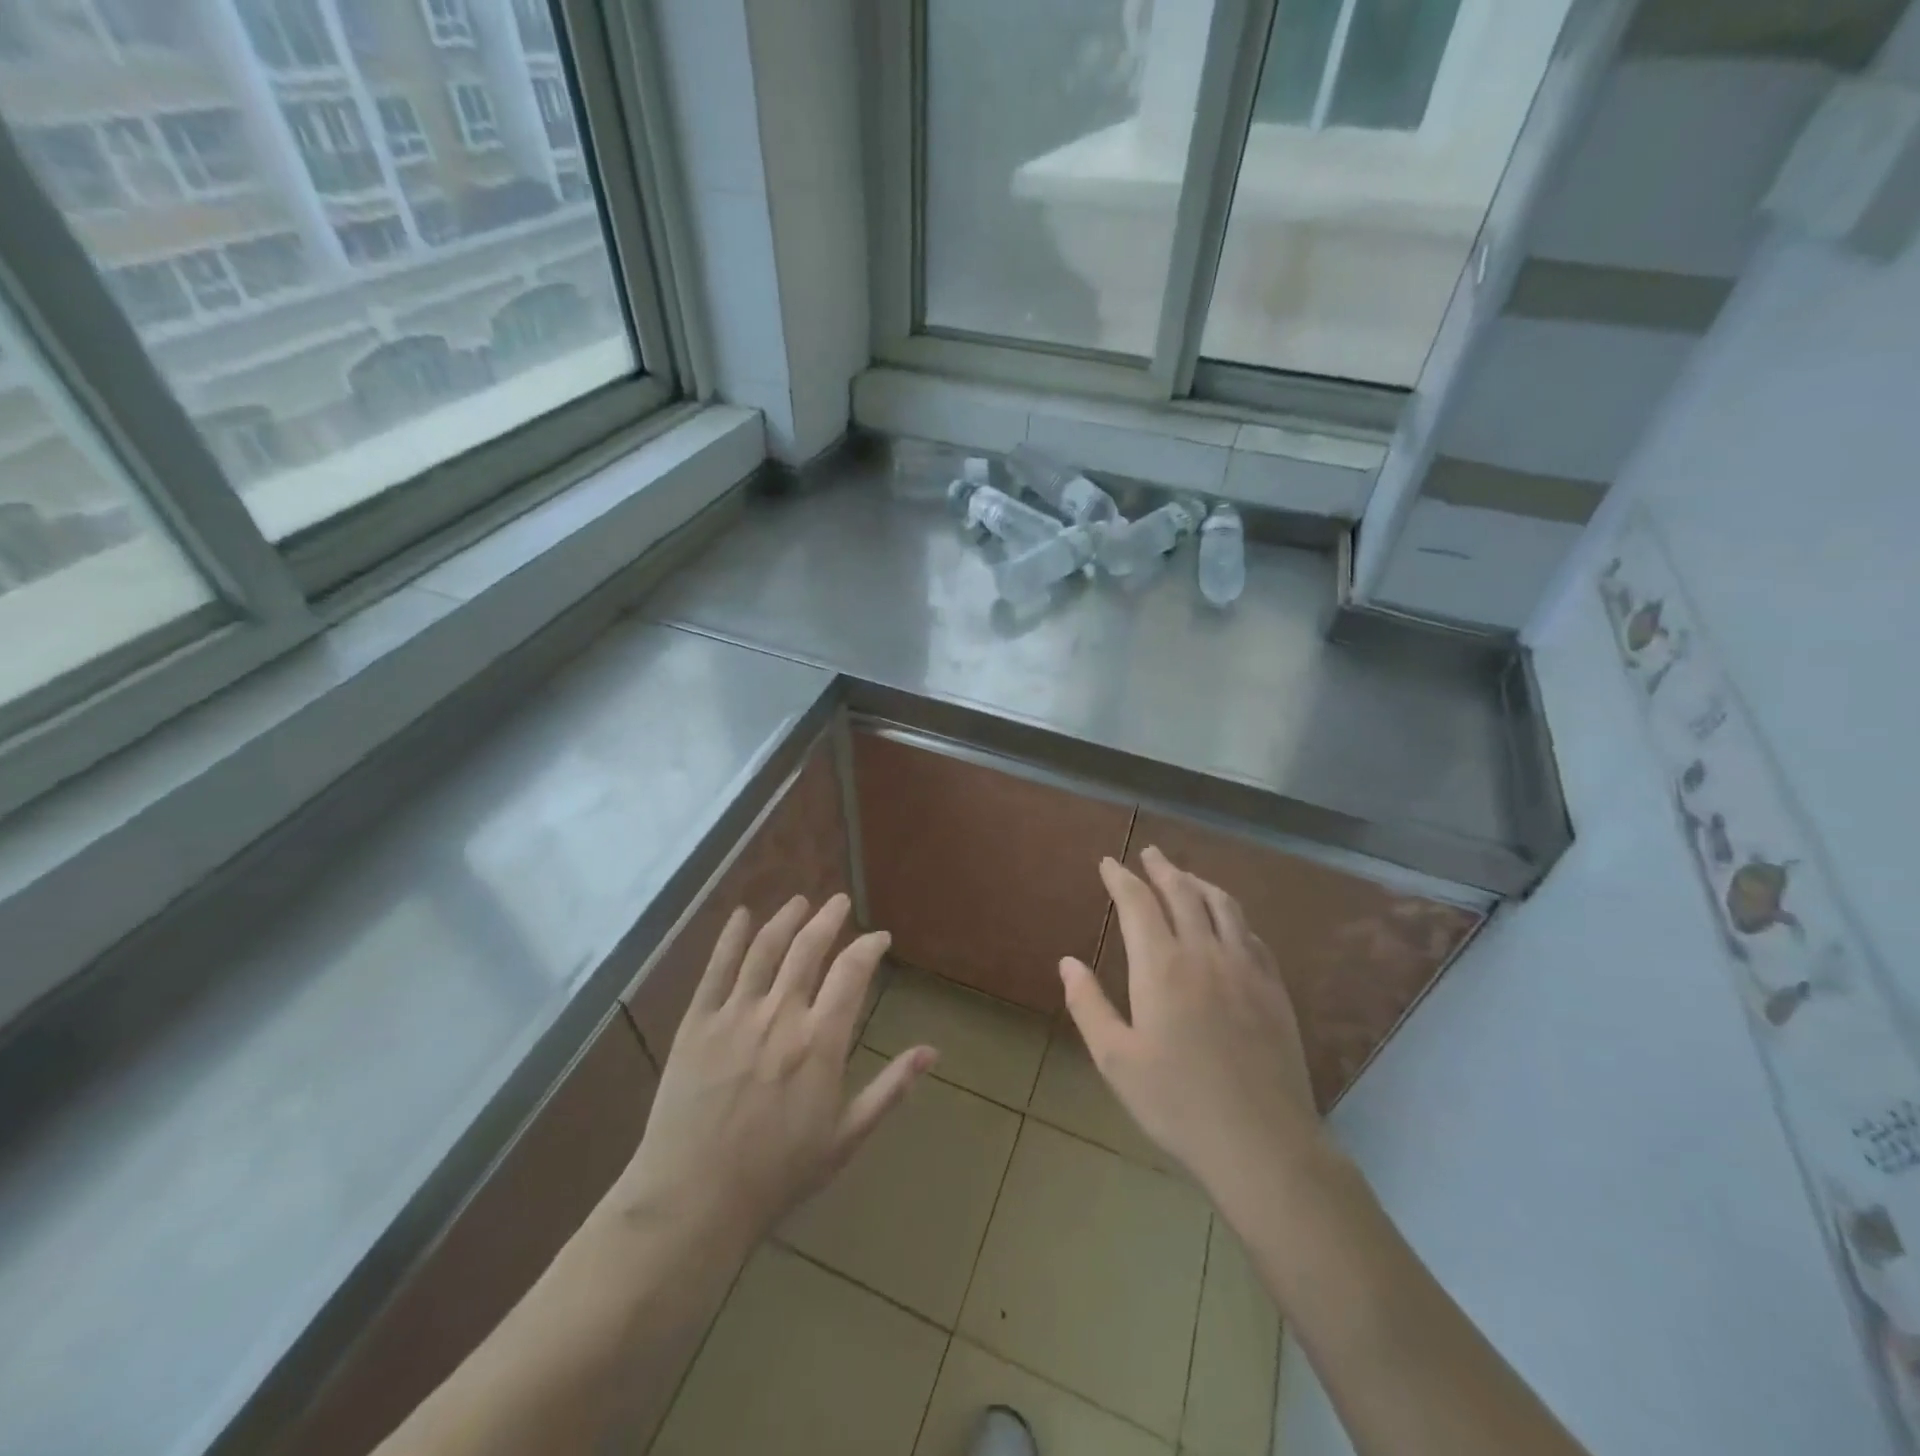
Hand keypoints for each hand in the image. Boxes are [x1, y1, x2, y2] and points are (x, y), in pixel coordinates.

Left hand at [614, 894, 934, 1260]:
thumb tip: (931, 1051)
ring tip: (800, 901)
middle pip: (809, 947)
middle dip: (829, 918)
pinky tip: (742, 915)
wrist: (693, 1201)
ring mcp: (735, 1015)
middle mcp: (781, 1015)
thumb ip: (890, 1089)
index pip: (852, 972)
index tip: (879, 938)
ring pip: (765, 948)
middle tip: (840, 901)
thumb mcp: (845, 1138)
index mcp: (820, 1042)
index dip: (869, 947)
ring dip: (786, 918)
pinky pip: (716, 968)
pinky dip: (731, 936)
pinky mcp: (697, 1023)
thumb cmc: (777, 1175)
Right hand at [1060, 847, 1322, 1202]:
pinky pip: (1251, 934)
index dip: (1120, 878)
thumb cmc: (1177, 1103)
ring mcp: (1245, 967)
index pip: (1137, 903)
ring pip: (1222, 905)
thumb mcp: (1116, 1059)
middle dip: (1161, 868)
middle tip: (1148, 853)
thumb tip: (1067, 962)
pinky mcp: (1274, 988)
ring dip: (1199, 882)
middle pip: (1182, 893)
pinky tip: (1229, 921)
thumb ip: (1088, 1005)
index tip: (1108, 863)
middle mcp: (1204, 953)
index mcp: (1161, 966)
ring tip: (1185, 875)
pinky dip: (1232, 915)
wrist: (1262, 1142)